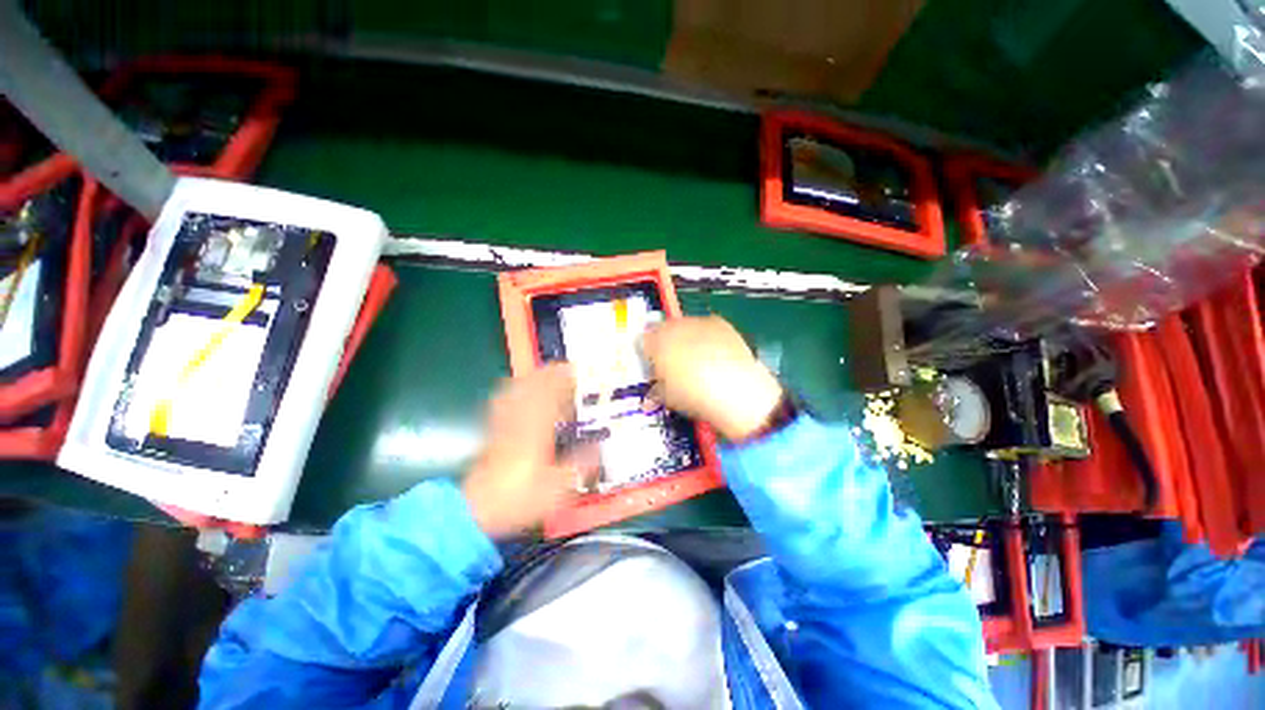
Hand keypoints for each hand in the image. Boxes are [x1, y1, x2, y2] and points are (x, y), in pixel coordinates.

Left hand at [463, 363, 598, 537]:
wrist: (478, 509)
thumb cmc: (520, 498)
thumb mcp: (558, 488)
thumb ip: (580, 465)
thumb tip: (599, 447)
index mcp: (538, 432)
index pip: (551, 396)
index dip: (562, 379)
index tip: (574, 369)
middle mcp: (521, 422)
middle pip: (533, 387)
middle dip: (548, 373)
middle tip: (563, 367)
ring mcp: (505, 423)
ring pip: (517, 390)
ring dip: (532, 378)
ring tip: (546, 372)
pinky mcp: (495, 429)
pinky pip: (503, 402)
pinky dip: (514, 390)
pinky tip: (519, 389)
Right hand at [642, 316, 783, 441]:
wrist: (735, 390)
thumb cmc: (693, 396)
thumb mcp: (666, 397)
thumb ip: (655, 389)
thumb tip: (651, 394)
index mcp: (656, 342)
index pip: (644, 341)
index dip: (648, 354)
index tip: (654, 367)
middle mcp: (674, 326)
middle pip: (663, 330)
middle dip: (666, 344)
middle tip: (673, 363)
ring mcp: (698, 322)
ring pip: (684, 326)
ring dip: (685, 338)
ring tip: (696, 359)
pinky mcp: (720, 323)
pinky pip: (706, 326)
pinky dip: (706, 337)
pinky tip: (714, 354)